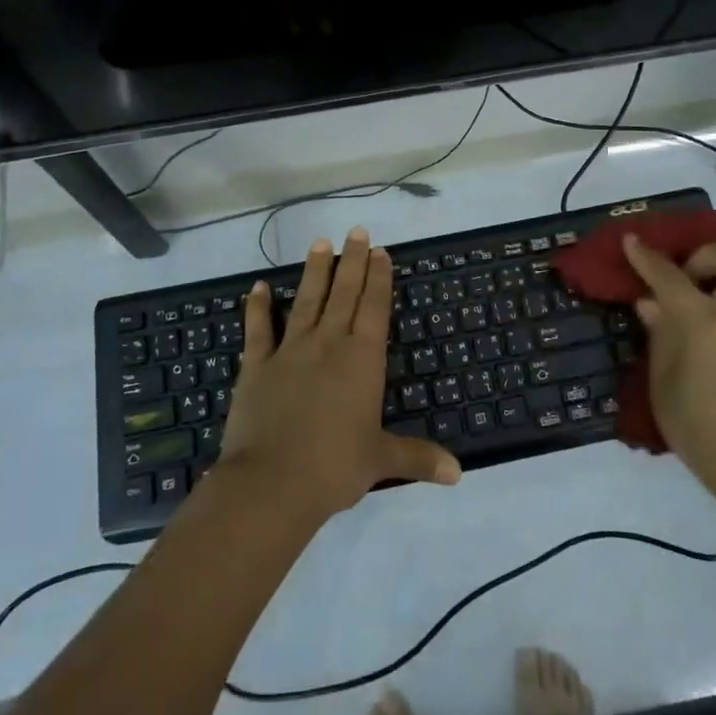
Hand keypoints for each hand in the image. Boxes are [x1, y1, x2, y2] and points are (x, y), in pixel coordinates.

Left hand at [219, 227, 461, 522]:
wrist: (271, 483)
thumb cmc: (334, 467)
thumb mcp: (381, 461)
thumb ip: (419, 458)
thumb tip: (459, 473)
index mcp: (362, 360)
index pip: (374, 308)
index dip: (379, 278)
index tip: (380, 251)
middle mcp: (328, 344)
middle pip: (344, 294)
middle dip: (352, 261)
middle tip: (356, 231)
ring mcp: (290, 351)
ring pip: (306, 300)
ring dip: (315, 271)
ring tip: (320, 243)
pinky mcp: (257, 365)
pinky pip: (258, 329)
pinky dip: (257, 307)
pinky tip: (258, 286)